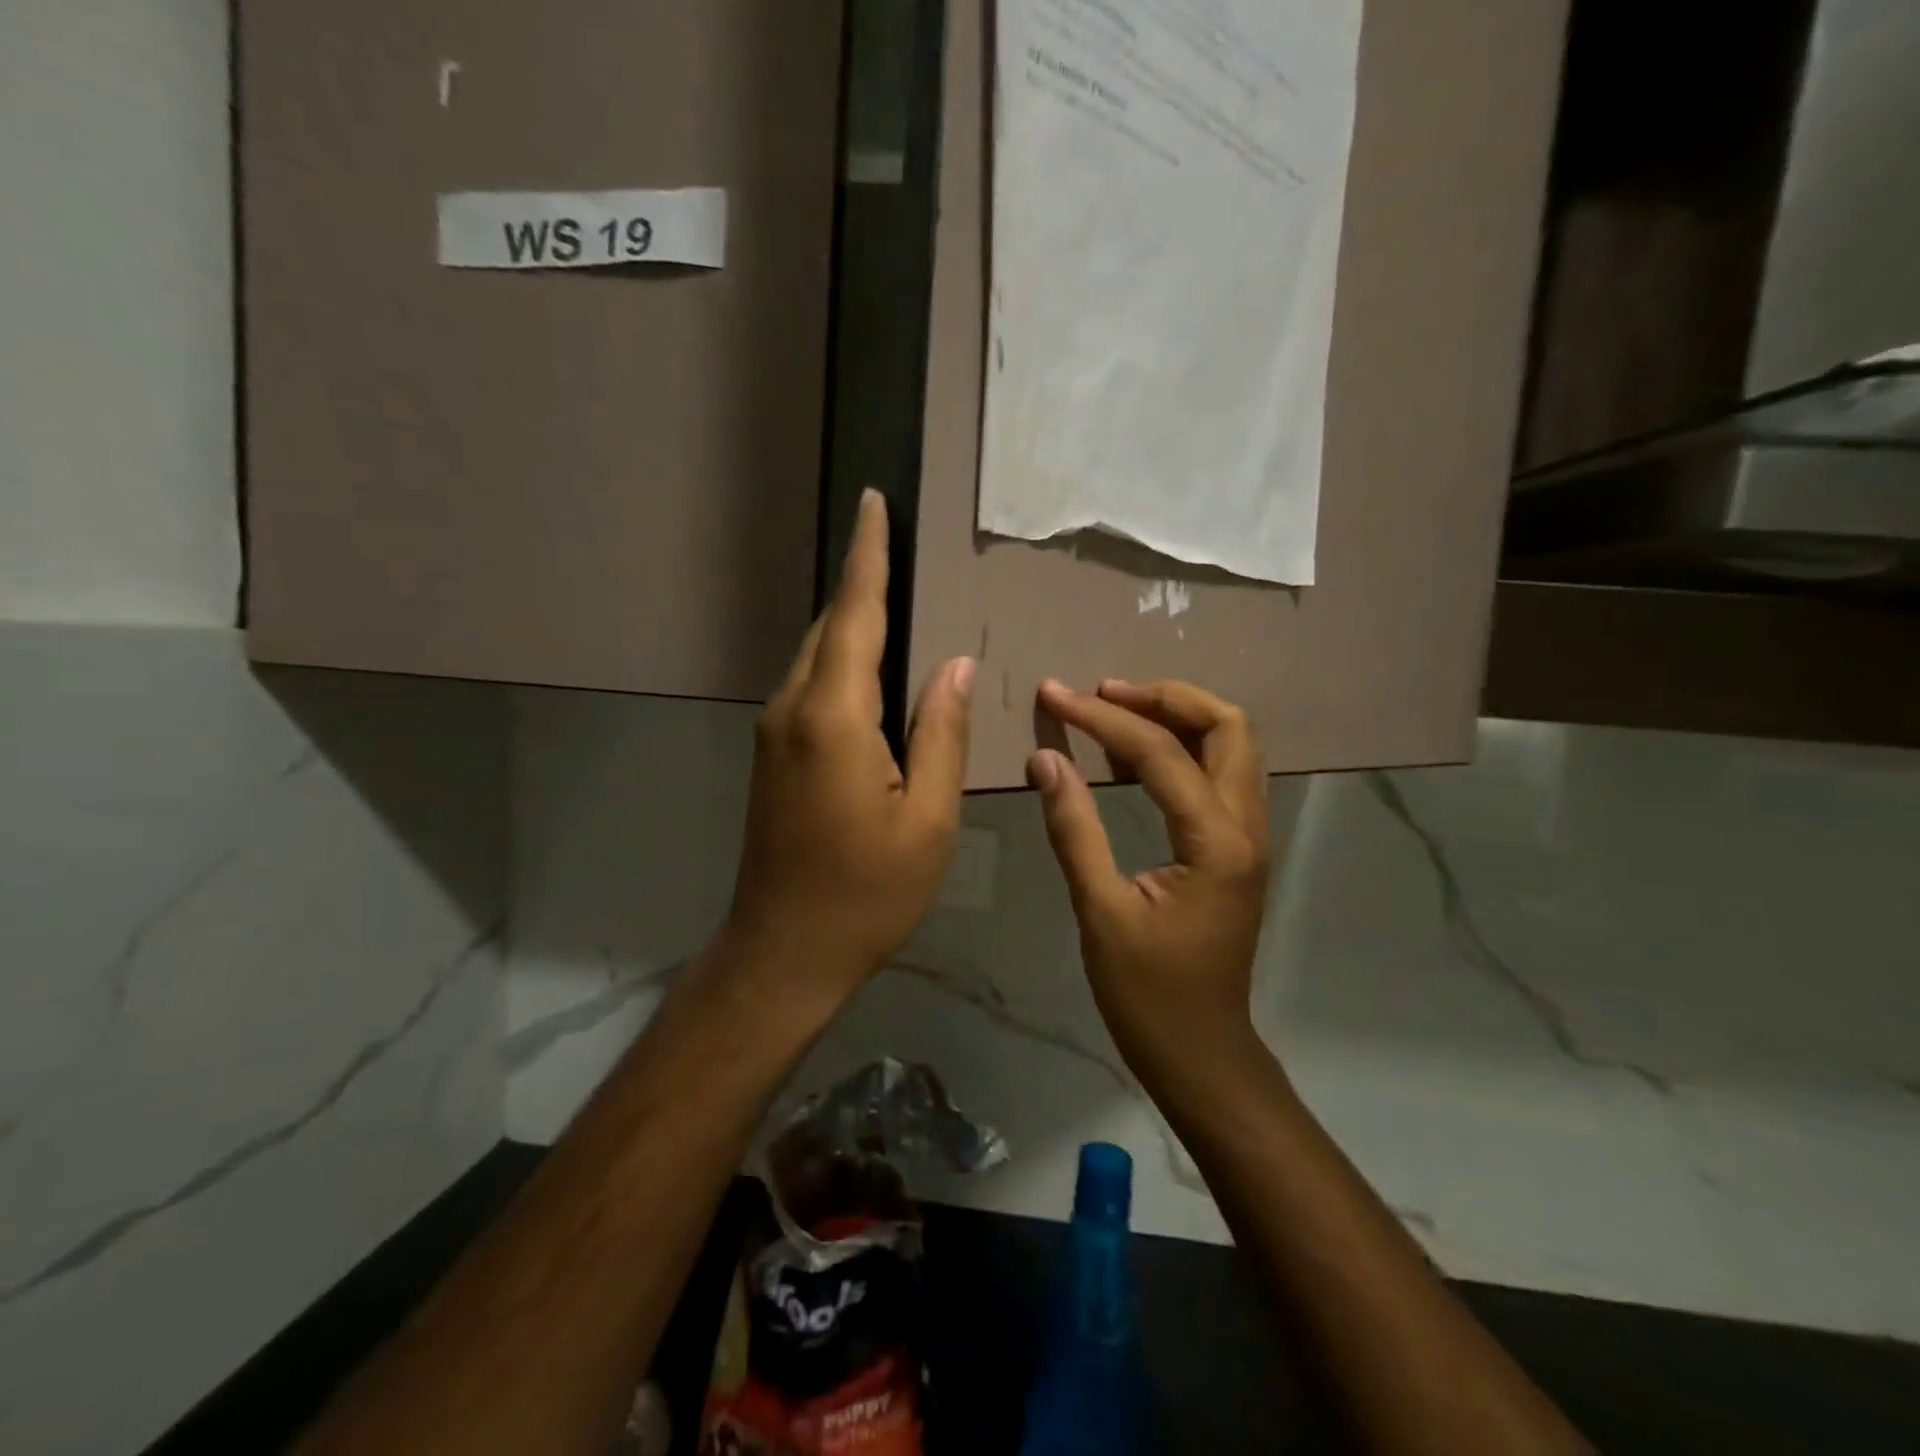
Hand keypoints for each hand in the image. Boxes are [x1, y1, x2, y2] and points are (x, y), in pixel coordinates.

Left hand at [723, 489, 974, 1005]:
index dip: (868, 557)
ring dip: (852, 621)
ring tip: (892, 593)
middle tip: (896, 542)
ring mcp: (775, 732)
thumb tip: (958, 666)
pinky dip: (842, 660)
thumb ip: (943, 734)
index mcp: (835, 719)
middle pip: (831, 628)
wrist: (783, 951)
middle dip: (862, 581)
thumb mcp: (929, 820)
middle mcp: (794, 710)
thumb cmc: (867, 893)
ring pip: (817, 656)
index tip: (873, 503)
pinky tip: (872, 666)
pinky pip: (812, 687)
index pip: (855, 616)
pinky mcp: (773, 755)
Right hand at [1028, 679, 1270, 1070]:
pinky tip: (1132, 760)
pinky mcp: (1237, 849)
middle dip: (1164, 697)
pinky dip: (1182, 749)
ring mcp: (1250, 837)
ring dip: (1178, 717)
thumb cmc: (1148, 994)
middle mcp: (1248, 827)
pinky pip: (1220, 775)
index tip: (1054, 694)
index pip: (1160, 753)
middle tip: (1103, 694)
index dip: (1102, 717)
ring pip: (1232, 745)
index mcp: (1217, 842)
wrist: (1202, 1053)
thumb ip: (1074, 829)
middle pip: (1228, 725)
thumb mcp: (1101, 912)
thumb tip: (1046, 758)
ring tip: (1114, 711)